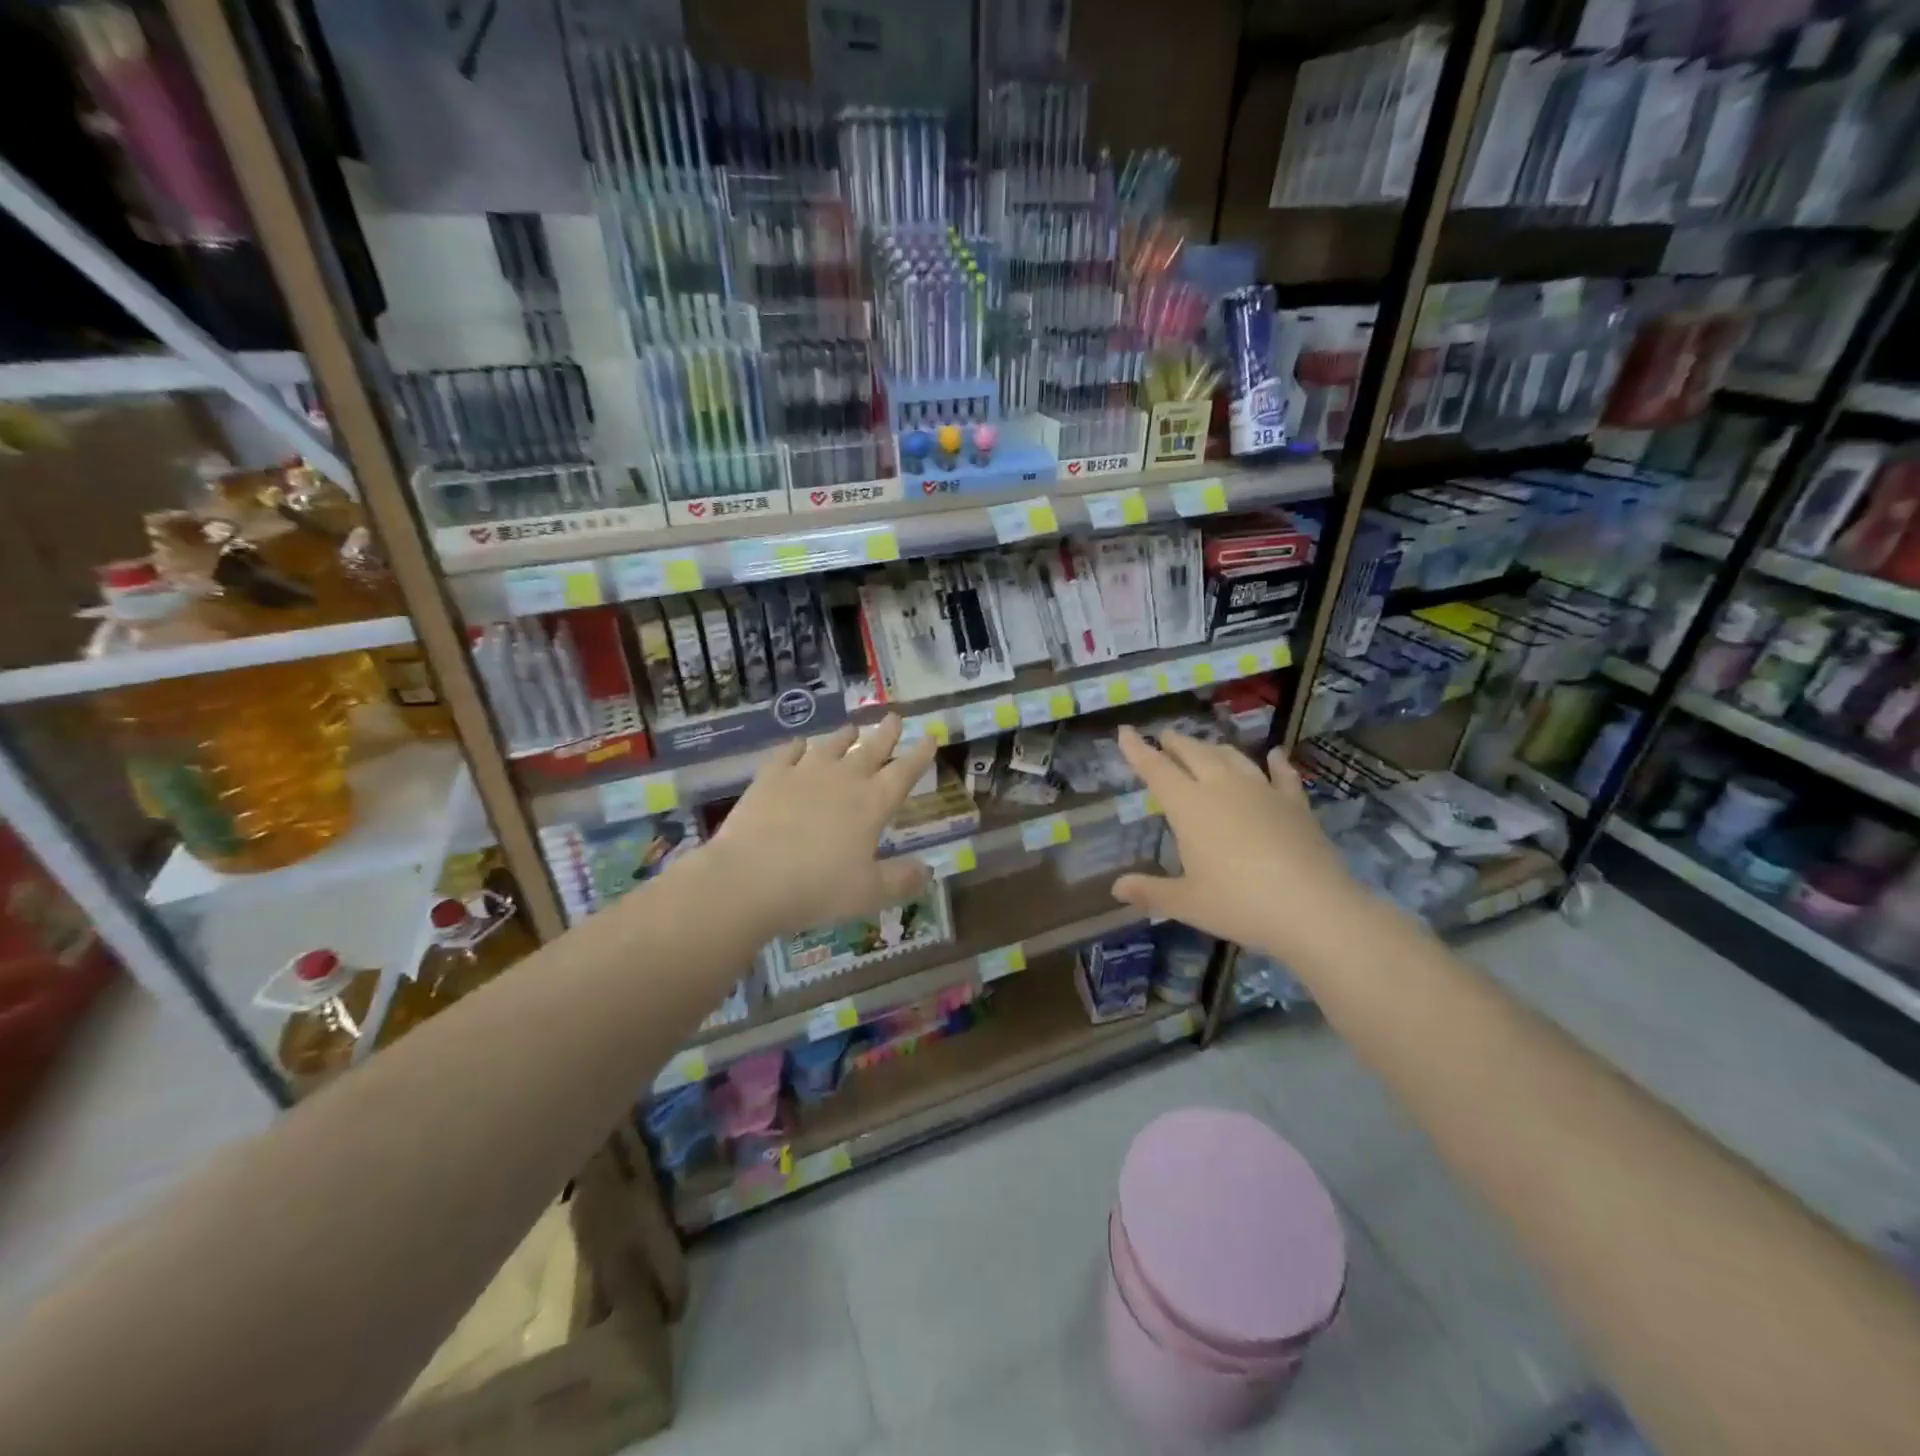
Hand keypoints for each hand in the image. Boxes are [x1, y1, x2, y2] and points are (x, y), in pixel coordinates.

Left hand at [706, 717, 939, 941]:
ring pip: (831, 746)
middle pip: (871, 749)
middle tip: (895, 717)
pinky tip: (798, 745)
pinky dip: (796, 747)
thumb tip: (928, 870)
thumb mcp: (869, 894)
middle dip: (886, 733)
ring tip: (852, 728)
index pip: (904, 772)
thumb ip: (901, 879)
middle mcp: (843, 779)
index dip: (920, 754)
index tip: (930, 736)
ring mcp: (804, 773)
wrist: (749, 878)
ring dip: (844, 736)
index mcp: (872, 804)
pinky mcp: (770, 777)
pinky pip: (787, 753)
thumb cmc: (817, 888)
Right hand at [1111, 726, 1365, 960]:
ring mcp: (1262, 791)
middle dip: (1176, 743)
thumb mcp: (1187, 903)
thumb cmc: (1239, 904)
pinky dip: (1276, 762)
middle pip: (1194, 754)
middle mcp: (1222, 787)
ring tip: (1207, 747)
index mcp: (1189, 806)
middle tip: (1166, 737)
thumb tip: (1116, 888)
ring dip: (1215, 748)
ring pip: (1233, 757)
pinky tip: (1275, 755)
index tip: (1125, 730)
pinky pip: (1282, 774)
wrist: (1313, 908)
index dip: (1138, 749)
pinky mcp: (1295, 803)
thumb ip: (1150, 892)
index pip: (1156, 769)